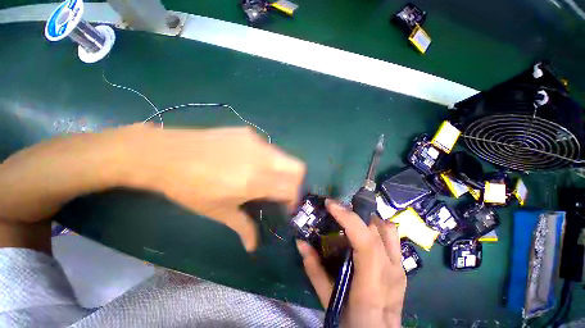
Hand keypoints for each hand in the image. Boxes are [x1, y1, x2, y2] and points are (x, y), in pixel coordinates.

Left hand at [121, 125, 305, 250]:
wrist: (165, 154)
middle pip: (298, 167)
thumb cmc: (189, 188)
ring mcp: (256, 142)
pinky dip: (267, 159)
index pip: (292, 188)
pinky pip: (268, 148)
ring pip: (284, 157)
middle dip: (296, 182)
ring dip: (281, 170)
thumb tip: (253, 247)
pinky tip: (248, 163)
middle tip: (282, 191)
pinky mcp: (247, 133)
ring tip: (264, 177)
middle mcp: (261, 158)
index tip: (286, 206)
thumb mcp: (218, 211)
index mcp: (255, 181)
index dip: (294, 199)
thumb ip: (243, 227)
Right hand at [296, 200, 405, 327]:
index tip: (330, 204)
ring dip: (367, 218)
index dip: (348, 217)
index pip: (366, 241)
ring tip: (350, 219)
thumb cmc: (352, 322)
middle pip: (376, 229)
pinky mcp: (402, 267)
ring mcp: (400, 268)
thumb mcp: (328, 298)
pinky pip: (392, 237)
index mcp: (372, 283)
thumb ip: (313, 269)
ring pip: (388, 229)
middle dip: (354, 212)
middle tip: (336, 210)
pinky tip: (363, 233)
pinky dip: (376, 227)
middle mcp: (391, 271)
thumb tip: (300, 242)